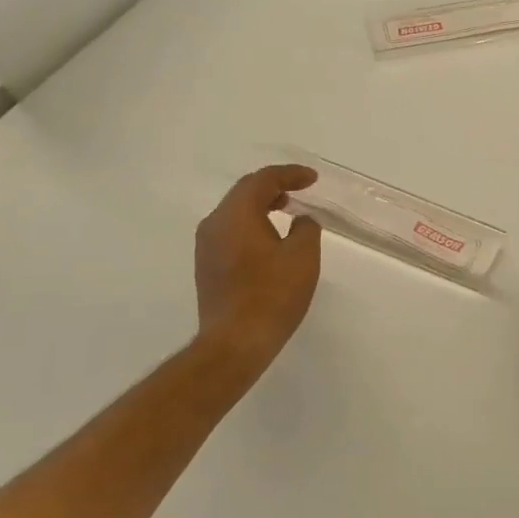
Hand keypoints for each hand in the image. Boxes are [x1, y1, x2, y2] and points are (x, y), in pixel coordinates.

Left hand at [194, 165, 322, 379]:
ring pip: (235, 212)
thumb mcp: (303, 255)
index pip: (263, 180)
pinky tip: (270, 238)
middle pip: (244, 192)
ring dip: (261, 206)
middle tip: (300, 190)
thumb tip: (301, 219)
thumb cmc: (272, 295)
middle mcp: (214, 223)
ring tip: (288, 210)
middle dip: (274, 186)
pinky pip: (230, 231)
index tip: (312, 179)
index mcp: (236, 214)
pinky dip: (251, 224)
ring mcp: (206, 246)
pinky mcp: (207, 266)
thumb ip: (306, 228)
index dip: (290, 174)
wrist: (235, 343)